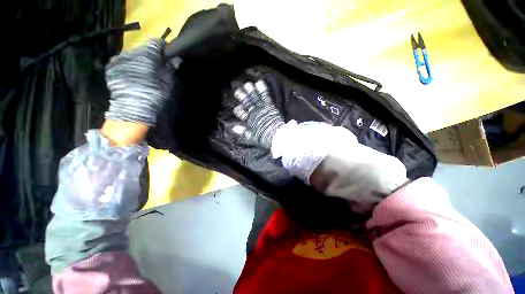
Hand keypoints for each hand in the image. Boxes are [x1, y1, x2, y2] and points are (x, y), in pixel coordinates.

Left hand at [105, 39, 173, 126]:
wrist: (132, 108)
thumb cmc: (154, 94)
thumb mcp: (167, 82)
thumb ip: (170, 67)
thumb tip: (177, 58)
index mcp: (147, 55)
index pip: (156, 43)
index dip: (163, 48)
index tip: (167, 55)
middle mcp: (131, 52)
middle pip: (143, 49)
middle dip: (150, 55)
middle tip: (156, 66)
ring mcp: (119, 59)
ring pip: (132, 55)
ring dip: (139, 60)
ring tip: (144, 72)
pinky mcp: (111, 68)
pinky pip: (122, 62)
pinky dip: (129, 66)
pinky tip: (133, 76)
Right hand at [232, 80, 283, 148]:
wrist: (276, 136)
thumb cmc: (264, 138)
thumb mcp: (251, 137)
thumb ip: (243, 131)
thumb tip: (233, 127)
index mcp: (249, 121)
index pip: (241, 114)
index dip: (238, 111)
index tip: (237, 109)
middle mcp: (254, 113)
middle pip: (247, 104)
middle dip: (242, 97)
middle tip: (238, 91)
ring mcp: (262, 109)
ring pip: (254, 98)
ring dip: (250, 91)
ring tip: (247, 84)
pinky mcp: (270, 106)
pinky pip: (265, 96)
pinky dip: (262, 90)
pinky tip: (259, 83)